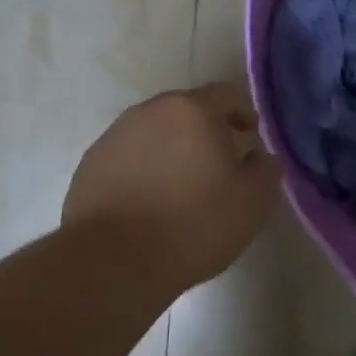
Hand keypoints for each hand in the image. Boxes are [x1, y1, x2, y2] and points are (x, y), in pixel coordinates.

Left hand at [62, 84, 281, 291]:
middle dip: (206, 132)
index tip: (249, 139)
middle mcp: (149, 112)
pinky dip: (144, 170)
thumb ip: (265, 169)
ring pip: (154, 133)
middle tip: (219, 165)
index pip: (227, 94)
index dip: (243, 114)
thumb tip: (258, 156)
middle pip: (186, 111)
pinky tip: (149, 204)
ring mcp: (114, 136)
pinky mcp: (90, 164)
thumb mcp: (252, 202)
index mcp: (192, 111)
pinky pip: (128, 158)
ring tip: (182, 188)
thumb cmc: (193, 225)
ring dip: (172, 150)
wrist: (114, 260)